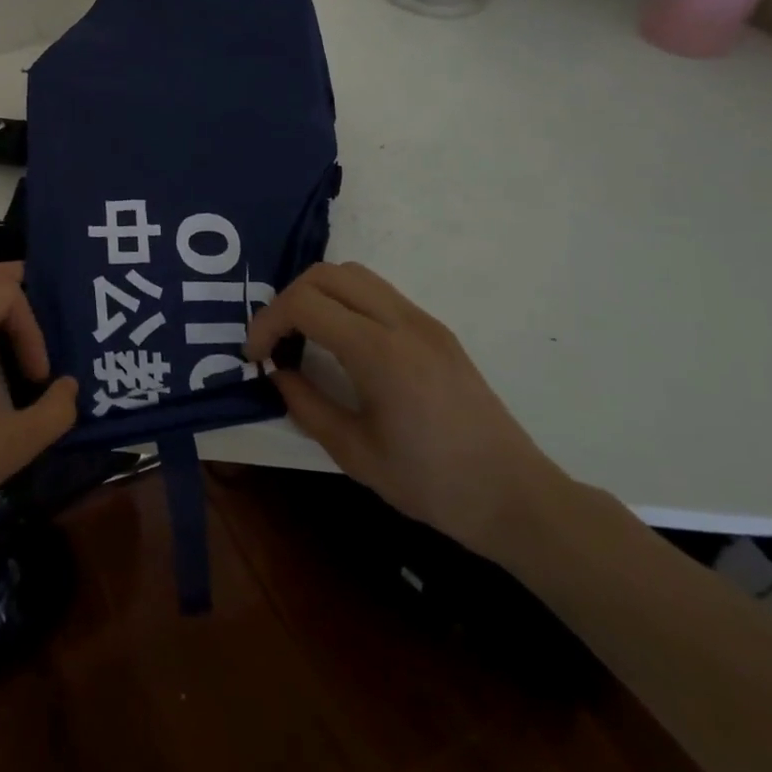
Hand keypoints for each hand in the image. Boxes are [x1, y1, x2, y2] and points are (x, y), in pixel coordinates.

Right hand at [245, 262, 567, 562]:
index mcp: (379, 352)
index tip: (255, 355)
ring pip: (353, 274)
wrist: (515, 497)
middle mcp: (401, 321)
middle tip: (276, 340)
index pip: (304, 304)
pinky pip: (378, 292)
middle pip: (326, 274)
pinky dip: (345, 301)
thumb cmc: (431, 483)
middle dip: (287, 300)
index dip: (267, 322)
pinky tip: (341, 343)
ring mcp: (423, 321)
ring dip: (317, 294)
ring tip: (304, 336)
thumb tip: (278, 373)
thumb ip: (306, 405)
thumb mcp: (354, 454)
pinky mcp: (436, 329)